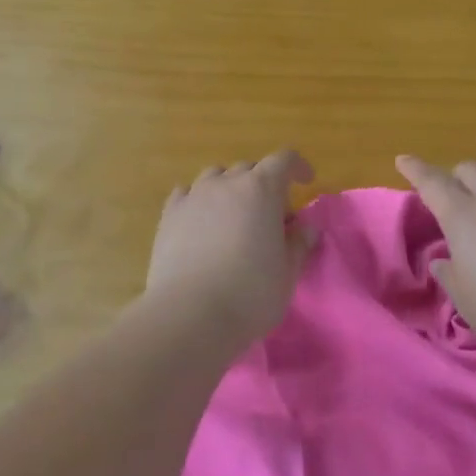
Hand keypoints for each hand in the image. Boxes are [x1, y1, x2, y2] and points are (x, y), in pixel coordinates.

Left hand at [146, 150, 315, 347]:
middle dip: (264, 185)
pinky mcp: (169, 215)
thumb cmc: (250, 294)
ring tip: (233, 216)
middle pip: (249, 168)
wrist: (190, 314)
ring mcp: (194, 196)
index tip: (305, 182)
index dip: (297, 167)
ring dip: (230, 188)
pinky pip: (186, 193)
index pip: (283, 161)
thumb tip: (306, 228)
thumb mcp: (288, 274)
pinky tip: (200, 221)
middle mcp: (226, 183)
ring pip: (215, 176)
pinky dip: (198, 200)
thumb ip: (299, 245)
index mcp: (261, 190)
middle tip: (271, 217)